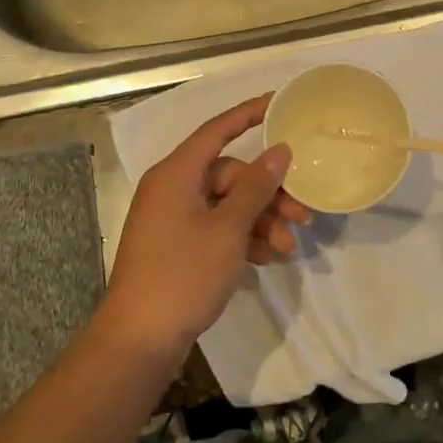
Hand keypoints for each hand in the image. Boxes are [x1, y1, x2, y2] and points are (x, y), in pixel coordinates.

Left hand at [100, 95, 309, 357]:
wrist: (140, 340)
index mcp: (176, 173)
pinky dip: (242, 238)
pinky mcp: (178, 246)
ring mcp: (174, 219)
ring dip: (260, 221)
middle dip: (268, 194)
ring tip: (287, 247)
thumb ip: (255, 187)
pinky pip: (217, 227)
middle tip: (302, 214)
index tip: (279, 102)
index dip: (248, 114)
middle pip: (230, 175)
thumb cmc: (183, 275)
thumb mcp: (227, 229)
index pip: (217, 130)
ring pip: (227, 204)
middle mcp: (172, 189)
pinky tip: (267, 257)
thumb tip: (279, 150)